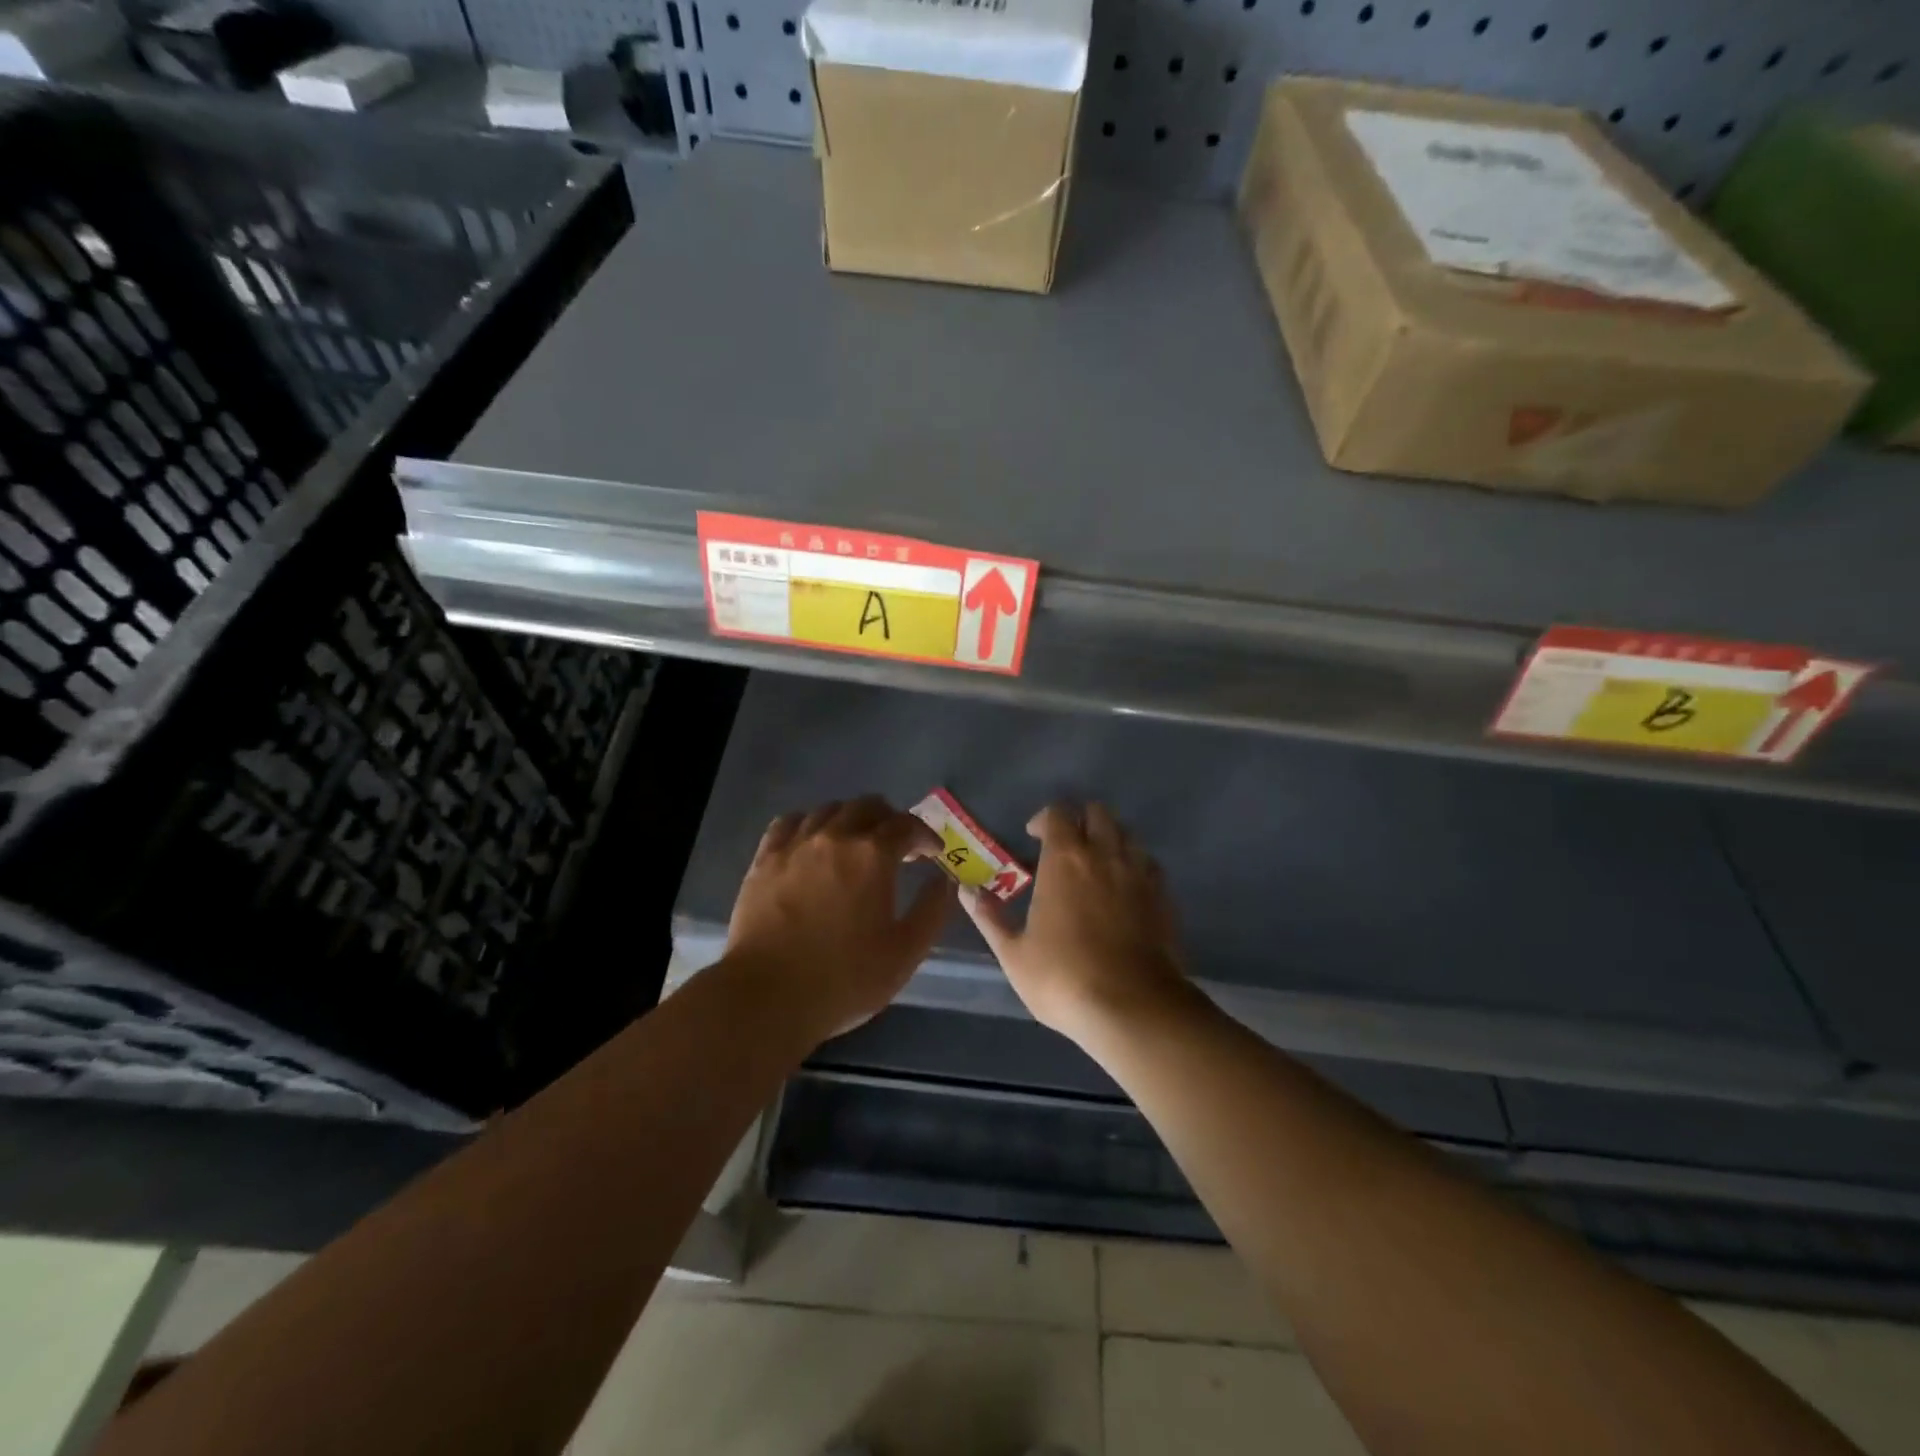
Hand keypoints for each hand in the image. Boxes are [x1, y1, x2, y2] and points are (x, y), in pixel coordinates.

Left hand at [726, 796, 953, 1038]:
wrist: (767, 996)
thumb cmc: (844, 978)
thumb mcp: (905, 953)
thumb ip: (932, 911)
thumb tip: (946, 880)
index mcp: (873, 855)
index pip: (907, 825)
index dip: (925, 835)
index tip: (932, 853)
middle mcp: (835, 836)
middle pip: (868, 806)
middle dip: (890, 820)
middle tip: (898, 848)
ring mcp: (795, 844)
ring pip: (829, 809)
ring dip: (851, 819)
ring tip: (856, 844)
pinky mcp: (765, 859)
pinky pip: (790, 822)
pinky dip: (810, 823)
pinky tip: (812, 842)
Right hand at [961, 802, 1191, 1045]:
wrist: (1134, 1007)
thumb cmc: (1064, 978)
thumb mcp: (1014, 954)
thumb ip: (989, 917)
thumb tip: (966, 891)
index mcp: (1065, 860)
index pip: (1058, 814)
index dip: (1044, 819)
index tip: (1033, 837)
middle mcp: (1105, 855)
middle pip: (1098, 813)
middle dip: (1080, 821)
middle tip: (1066, 846)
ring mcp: (1140, 873)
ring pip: (1127, 834)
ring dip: (1109, 839)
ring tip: (1096, 865)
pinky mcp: (1164, 896)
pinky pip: (1149, 863)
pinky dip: (1135, 865)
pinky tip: (1125, 889)